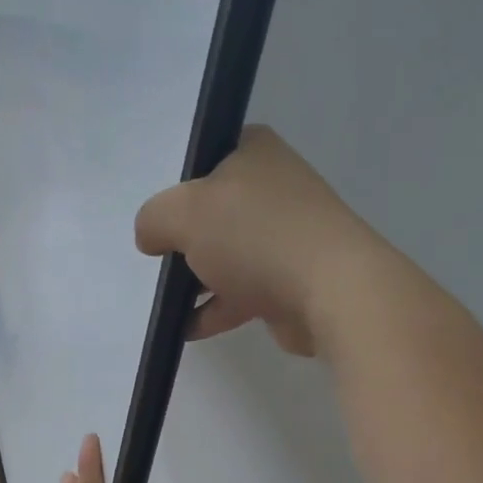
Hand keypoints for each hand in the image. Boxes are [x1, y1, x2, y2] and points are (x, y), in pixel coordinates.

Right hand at [134, 124, 388, 356]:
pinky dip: (215, 309)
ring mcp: (287, 236)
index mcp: (256, 153)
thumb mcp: (183, 213)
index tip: (163, 215)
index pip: (208, 156)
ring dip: (198, 278)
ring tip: (168, 300)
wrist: (330, 291)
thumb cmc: (254, 236)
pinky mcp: (292, 281)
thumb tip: (152, 238)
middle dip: (187, 238)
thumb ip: (154, 219)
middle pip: (215, 211)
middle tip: (162, 257)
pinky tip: (185, 329)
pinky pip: (242, 292)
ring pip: (229, 254)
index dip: (179, 185)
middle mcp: (275, 188)